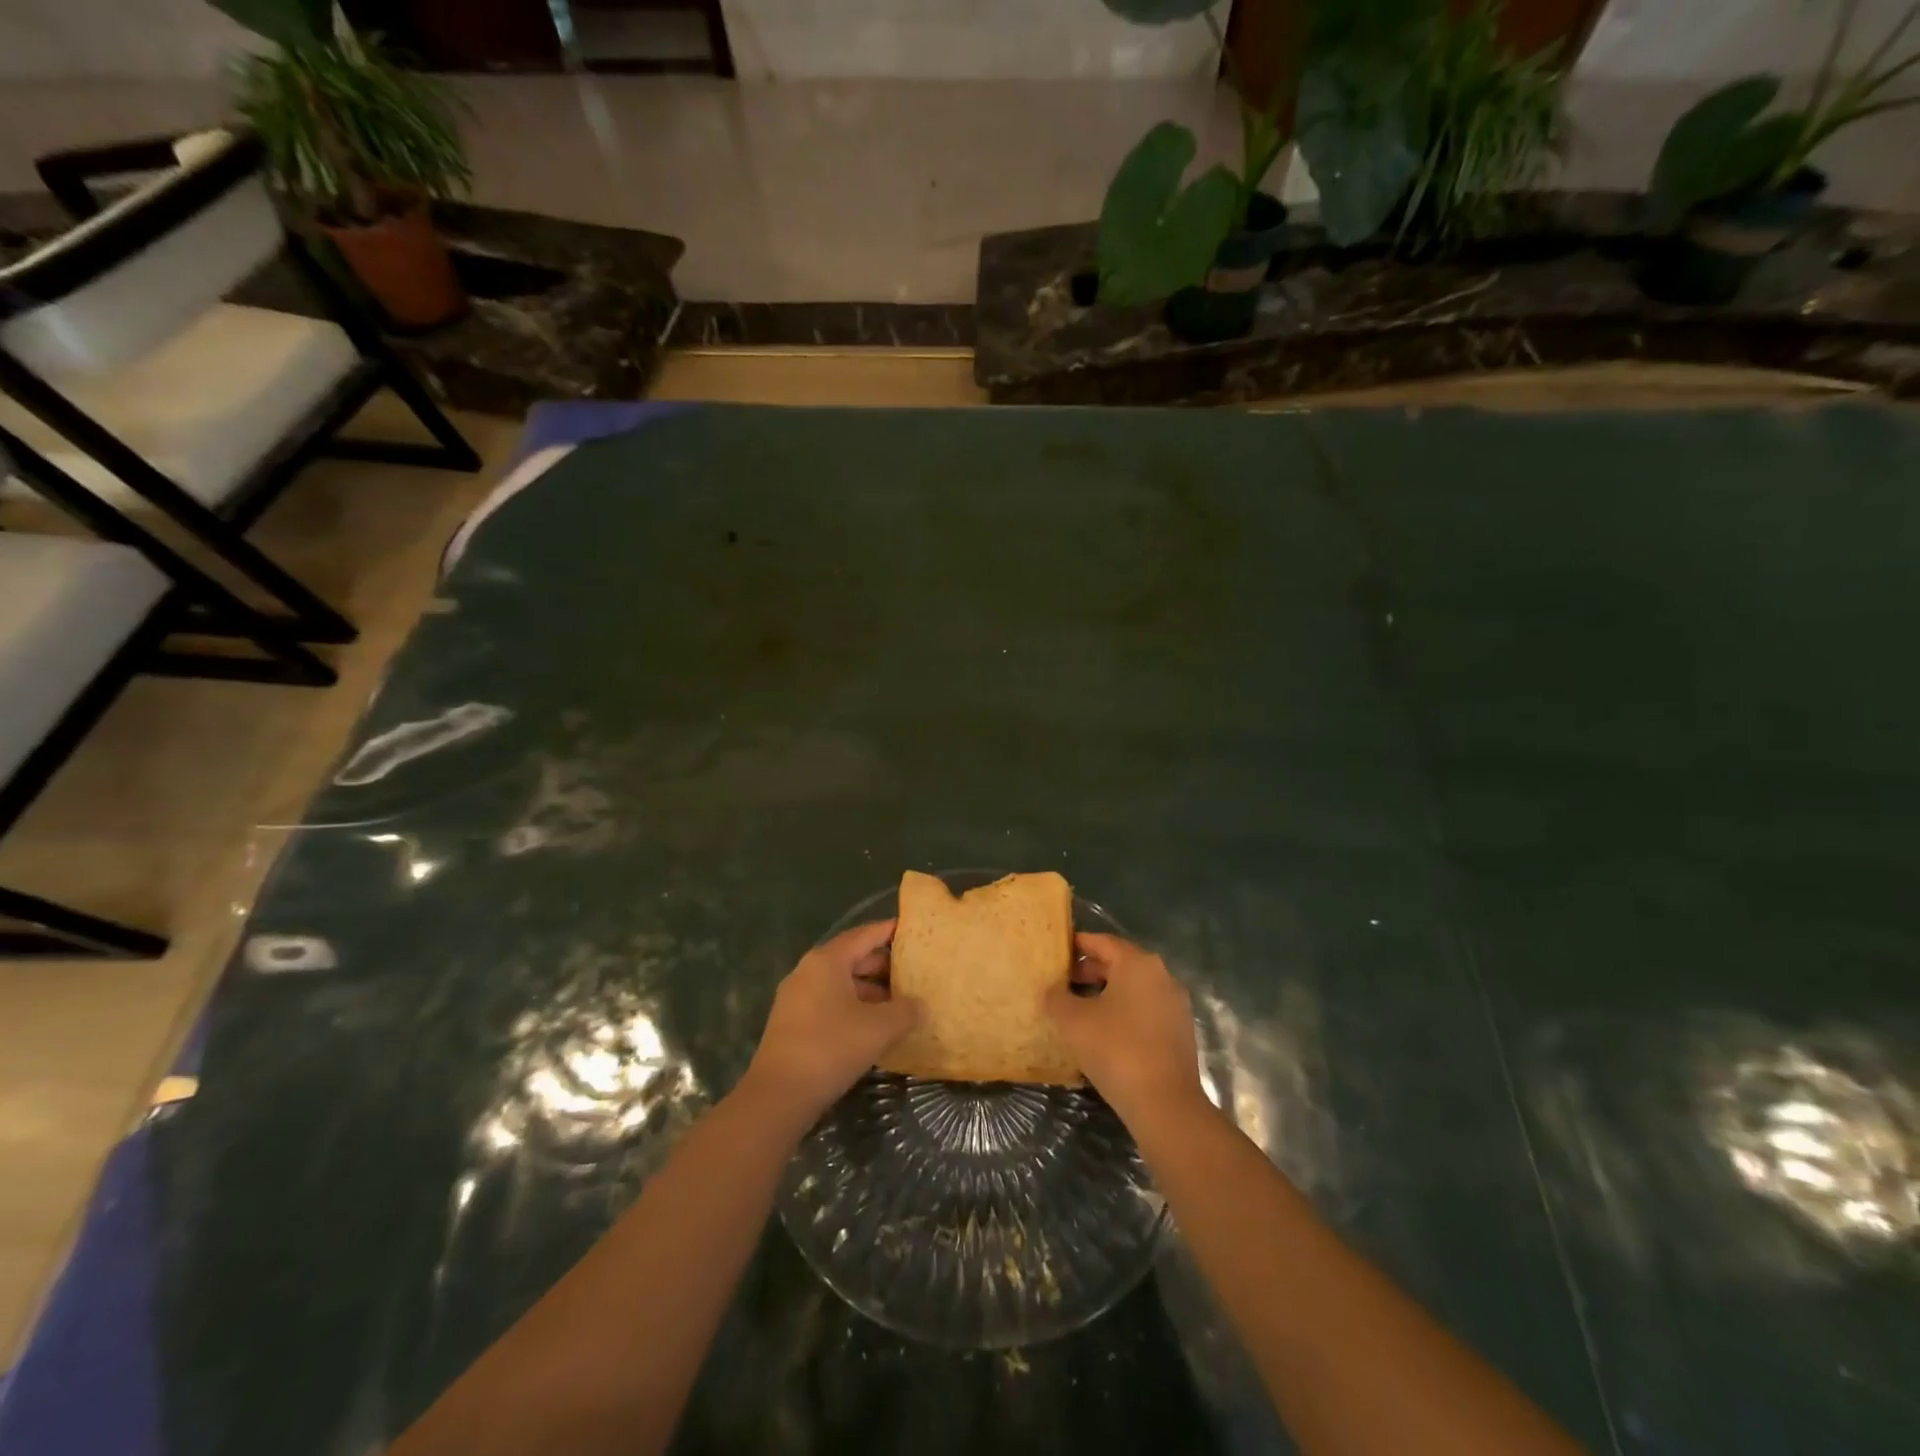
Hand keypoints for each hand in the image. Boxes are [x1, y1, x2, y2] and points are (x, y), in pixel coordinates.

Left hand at [742, 920, 921, 1122]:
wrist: (779, 1095)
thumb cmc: (831, 1047)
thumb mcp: (880, 1028)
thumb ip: (906, 1011)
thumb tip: (920, 1006)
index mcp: (827, 960)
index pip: (865, 934)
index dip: (891, 931)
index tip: (913, 931)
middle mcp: (809, 971)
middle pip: (852, 958)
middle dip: (884, 966)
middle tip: (914, 973)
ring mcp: (797, 997)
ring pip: (841, 983)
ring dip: (870, 991)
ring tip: (900, 1005)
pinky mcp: (792, 1023)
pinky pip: (830, 1003)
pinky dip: (853, 1008)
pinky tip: (874, 1028)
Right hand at [1045, 932, 1203, 1127]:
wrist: (1165, 1104)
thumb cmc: (1115, 1049)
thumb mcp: (1073, 1021)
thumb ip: (1057, 998)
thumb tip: (1052, 990)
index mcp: (1138, 963)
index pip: (1103, 942)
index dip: (1077, 945)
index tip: (1056, 953)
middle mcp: (1162, 976)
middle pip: (1120, 964)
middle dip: (1089, 971)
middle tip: (1062, 984)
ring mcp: (1175, 1005)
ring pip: (1134, 989)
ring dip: (1106, 994)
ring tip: (1079, 1011)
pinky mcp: (1180, 1033)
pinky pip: (1146, 1011)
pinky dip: (1124, 1014)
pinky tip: (1104, 1034)